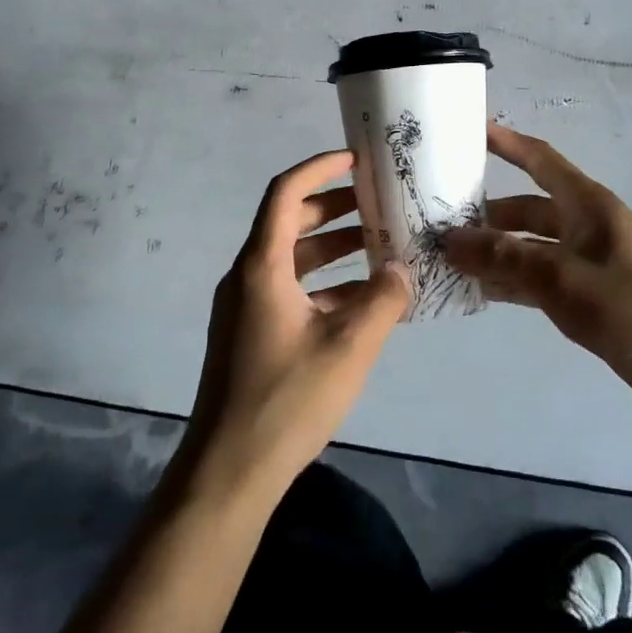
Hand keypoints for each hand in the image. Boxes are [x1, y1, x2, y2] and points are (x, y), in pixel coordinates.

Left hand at [185, 150, 410, 494]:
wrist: (228, 472)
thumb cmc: (286, 400)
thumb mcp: (348, 348)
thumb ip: (383, 301)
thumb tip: (403, 270)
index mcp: (261, 266)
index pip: (285, 192)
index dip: (320, 168)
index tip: (356, 160)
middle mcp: (248, 276)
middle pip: (289, 222)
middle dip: (334, 208)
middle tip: (377, 202)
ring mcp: (246, 306)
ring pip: (292, 259)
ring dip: (333, 249)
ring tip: (380, 247)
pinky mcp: (250, 334)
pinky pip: (291, 290)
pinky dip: (324, 284)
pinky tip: (363, 300)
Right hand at [445, 124, 631, 418]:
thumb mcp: (565, 279)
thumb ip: (505, 258)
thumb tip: (449, 240)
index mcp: (587, 204)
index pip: (539, 160)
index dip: (506, 143)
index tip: (468, 131)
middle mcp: (584, 225)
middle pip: (527, 208)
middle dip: (486, 213)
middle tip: (438, 220)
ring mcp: (586, 263)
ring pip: (529, 247)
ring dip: (494, 252)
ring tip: (447, 259)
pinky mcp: (588, 297)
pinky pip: (539, 279)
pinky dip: (512, 282)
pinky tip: (479, 292)